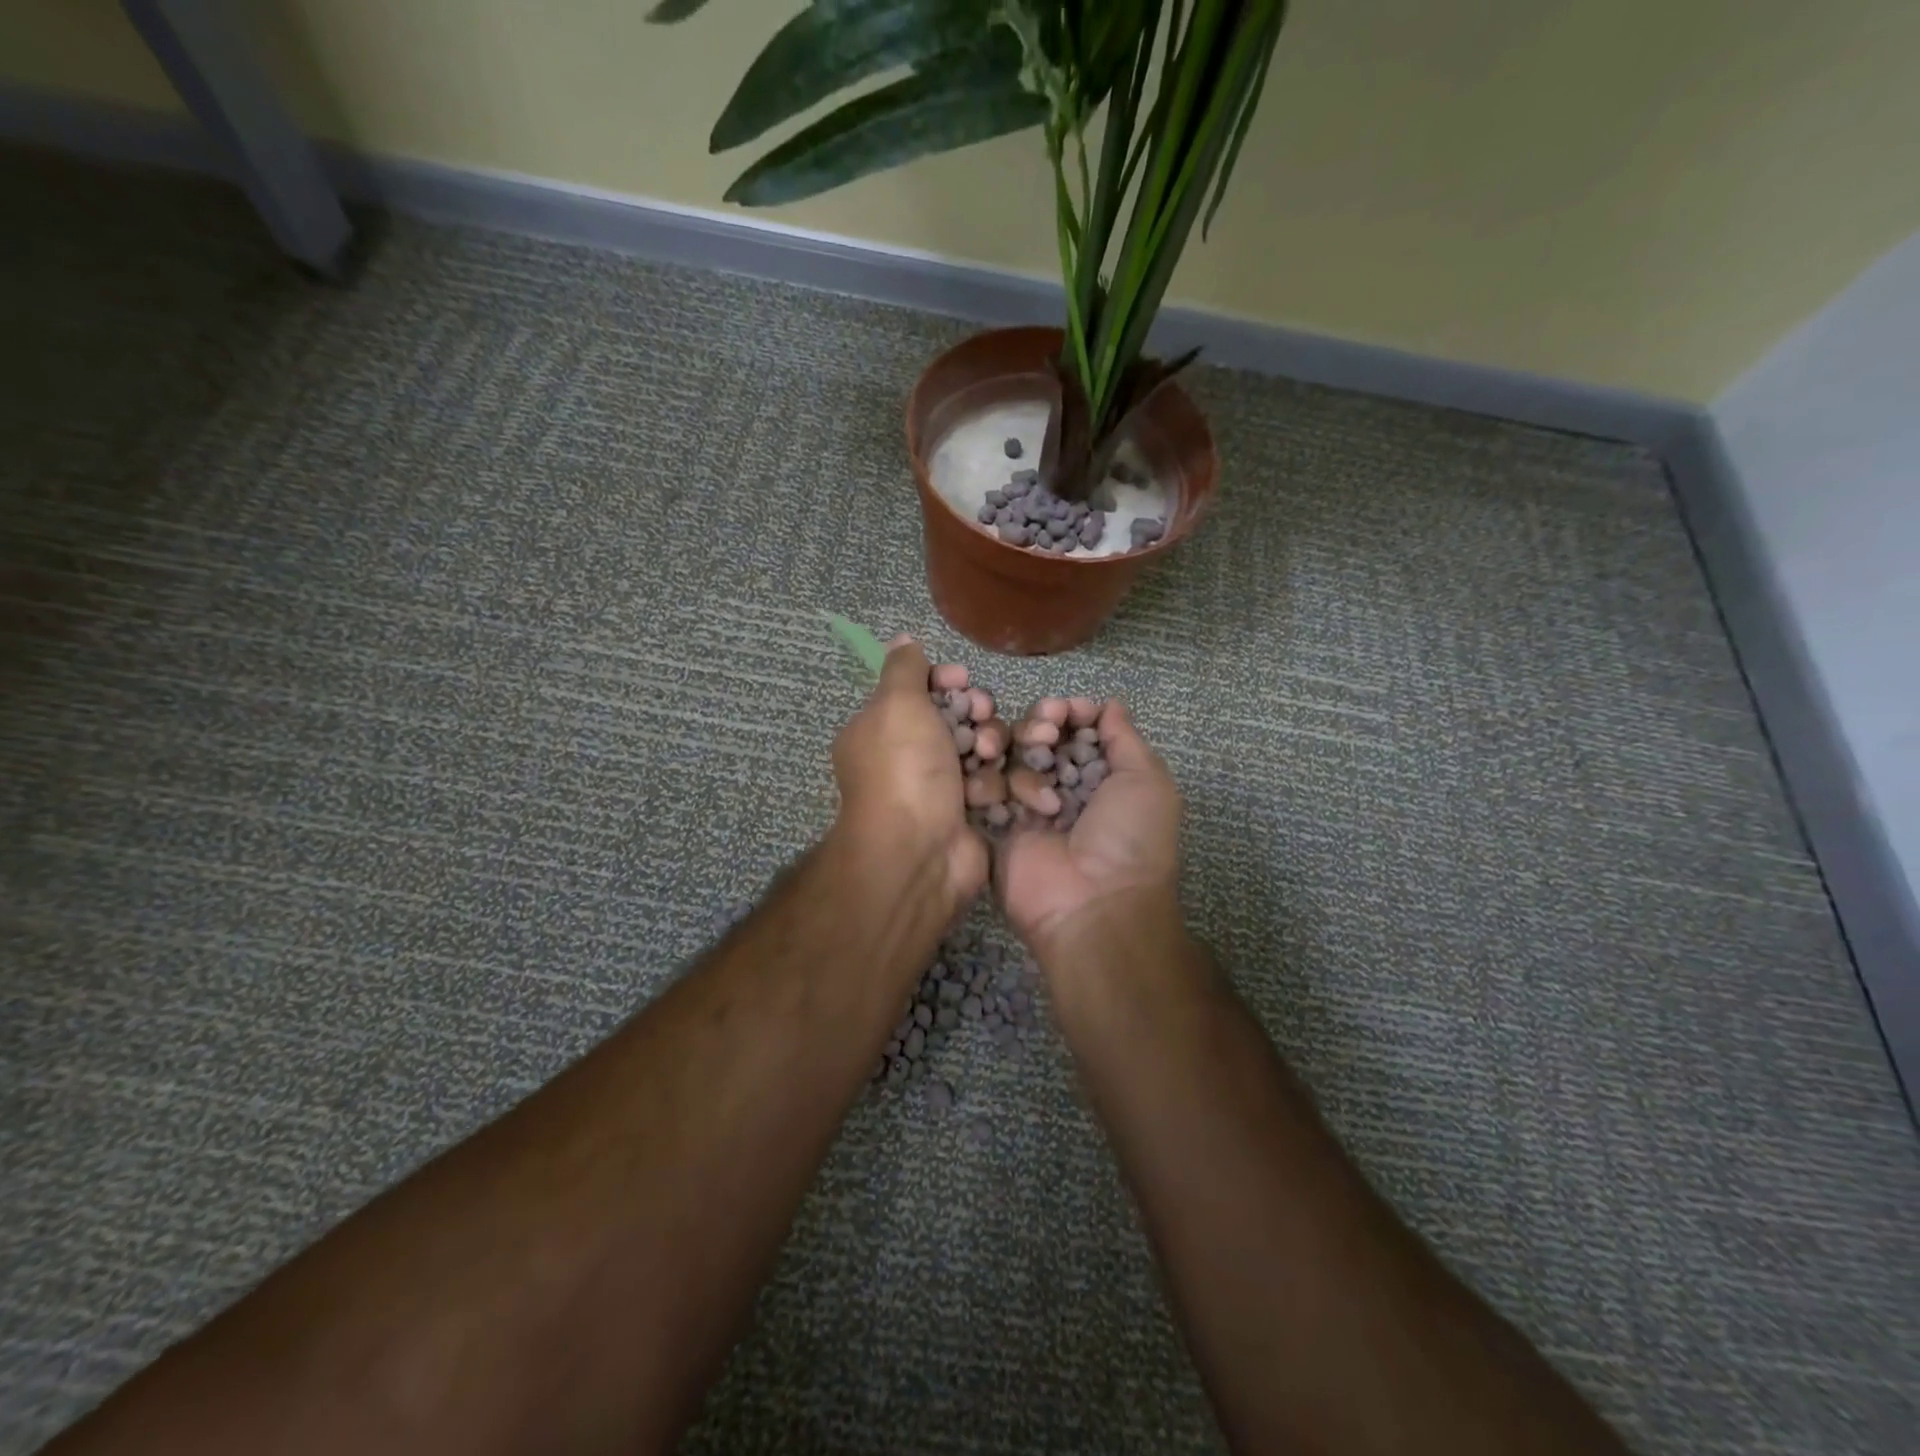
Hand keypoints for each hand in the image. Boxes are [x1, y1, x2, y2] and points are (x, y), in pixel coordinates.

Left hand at [830, 637, 989, 917]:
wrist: (919, 851)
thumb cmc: (903, 769)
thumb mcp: (896, 704)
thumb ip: (904, 668)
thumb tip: (904, 641)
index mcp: (882, 730)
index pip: (920, 692)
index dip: (945, 681)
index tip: (962, 679)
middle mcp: (910, 758)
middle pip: (959, 717)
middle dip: (976, 712)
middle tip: (981, 715)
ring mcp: (942, 788)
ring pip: (983, 749)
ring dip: (989, 747)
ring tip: (987, 757)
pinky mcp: (970, 813)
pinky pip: (993, 783)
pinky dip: (992, 785)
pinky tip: (986, 794)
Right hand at [999, 699, 1183, 966]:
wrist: (1095, 904)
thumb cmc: (1130, 839)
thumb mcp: (1146, 780)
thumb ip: (1123, 737)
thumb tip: (1108, 704)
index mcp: (1100, 775)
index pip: (1074, 728)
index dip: (1068, 712)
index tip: (1065, 710)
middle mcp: (1062, 787)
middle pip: (1036, 736)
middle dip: (1039, 726)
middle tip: (1044, 734)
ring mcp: (1025, 807)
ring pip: (1007, 757)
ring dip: (1018, 758)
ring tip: (1035, 785)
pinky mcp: (995, 827)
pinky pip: (981, 789)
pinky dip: (987, 784)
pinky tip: (1002, 797)